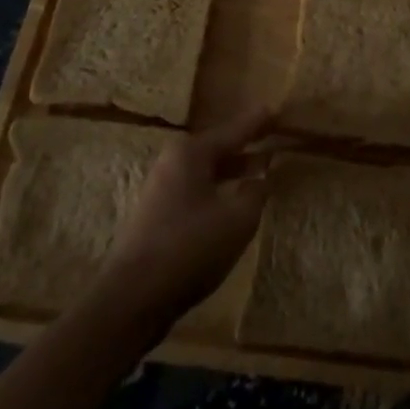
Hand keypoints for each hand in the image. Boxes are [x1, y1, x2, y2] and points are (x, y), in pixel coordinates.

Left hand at [102, 108, 274, 322]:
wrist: (132, 298)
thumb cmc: (190, 248)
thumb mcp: (238, 219)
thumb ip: (256, 192)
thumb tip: (262, 176)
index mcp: (192, 152)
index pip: (235, 130)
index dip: (259, 122)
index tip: (277, 109)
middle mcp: (173, 161)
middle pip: (218, 148)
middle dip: (247, 146)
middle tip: (273, 138)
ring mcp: (161, 188)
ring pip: (207, 171)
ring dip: (234, 171)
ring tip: (262, 170)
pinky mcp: (157, 214)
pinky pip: (197, 190)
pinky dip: (219, 189)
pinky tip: (234, 201)